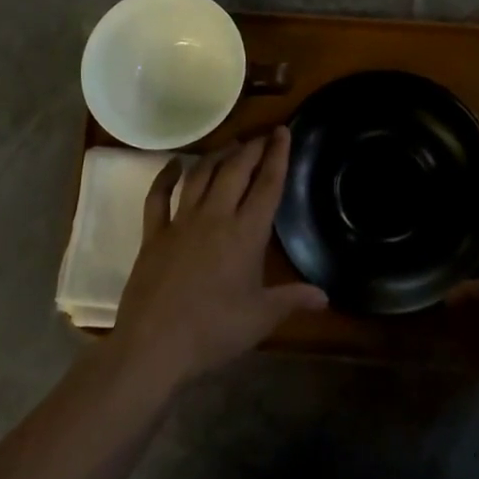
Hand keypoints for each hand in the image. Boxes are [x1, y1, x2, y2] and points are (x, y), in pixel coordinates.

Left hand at [110, 128, 326, 390]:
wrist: (154, 346)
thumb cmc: (213, 332)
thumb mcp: (260, 318)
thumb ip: (292, 300)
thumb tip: (325, 297)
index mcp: (246, 234)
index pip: (267, 184)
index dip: (278, 155)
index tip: (283, 131)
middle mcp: (215, 217)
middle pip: (236, 170)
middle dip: (251, 148)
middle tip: (262, 135)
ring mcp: (181, 222)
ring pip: (201, 175)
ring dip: (217, 155)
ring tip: (230, 145)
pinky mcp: (154, 233)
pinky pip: (158, 196)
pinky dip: (165, 177)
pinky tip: (173, 165)